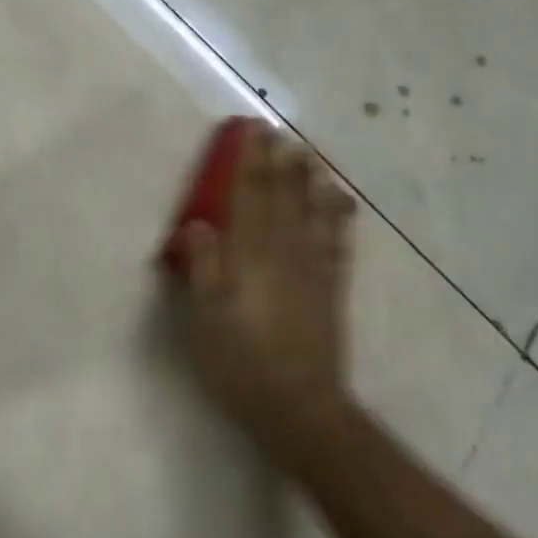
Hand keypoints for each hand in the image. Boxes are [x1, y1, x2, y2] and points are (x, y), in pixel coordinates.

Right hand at [176, 123, 357, 464]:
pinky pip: (336, 240)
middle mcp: (284, 252)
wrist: (298, 406)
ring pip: (313, 212)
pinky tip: (339, 200)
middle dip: (279, 161)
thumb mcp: (205, 318)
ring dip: (310, 179)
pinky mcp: (331, 288)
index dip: (250, 162)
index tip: (253, 131)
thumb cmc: (240, 362)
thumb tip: (198, 223)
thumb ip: (203, 267)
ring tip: (310, 154)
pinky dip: (337, 215)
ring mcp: (313, 269)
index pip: (249, 197)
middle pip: (282, 196)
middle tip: (280, 131)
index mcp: (250, 256)